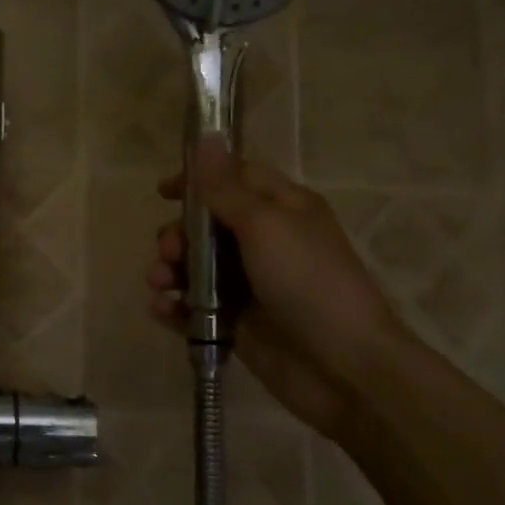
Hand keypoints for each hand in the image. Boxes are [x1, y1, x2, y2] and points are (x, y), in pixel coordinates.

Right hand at [147, 138, 410, 436]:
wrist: (342, 367)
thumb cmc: (308, 283)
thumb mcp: (266, 226)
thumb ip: (227, 188)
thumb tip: (207, 137)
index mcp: (282, 209)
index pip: (234, 179)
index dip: (198, 180)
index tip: (163, 191)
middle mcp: (265, 243)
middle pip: (206, 226)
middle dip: (178, 235)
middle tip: (168, 251)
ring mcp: (249, 286)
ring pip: (195, 268)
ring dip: (169, 270)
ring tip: (161, 284)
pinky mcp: (235, 323)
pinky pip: (194, 308)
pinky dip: (175, 307)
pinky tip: (163, 310)